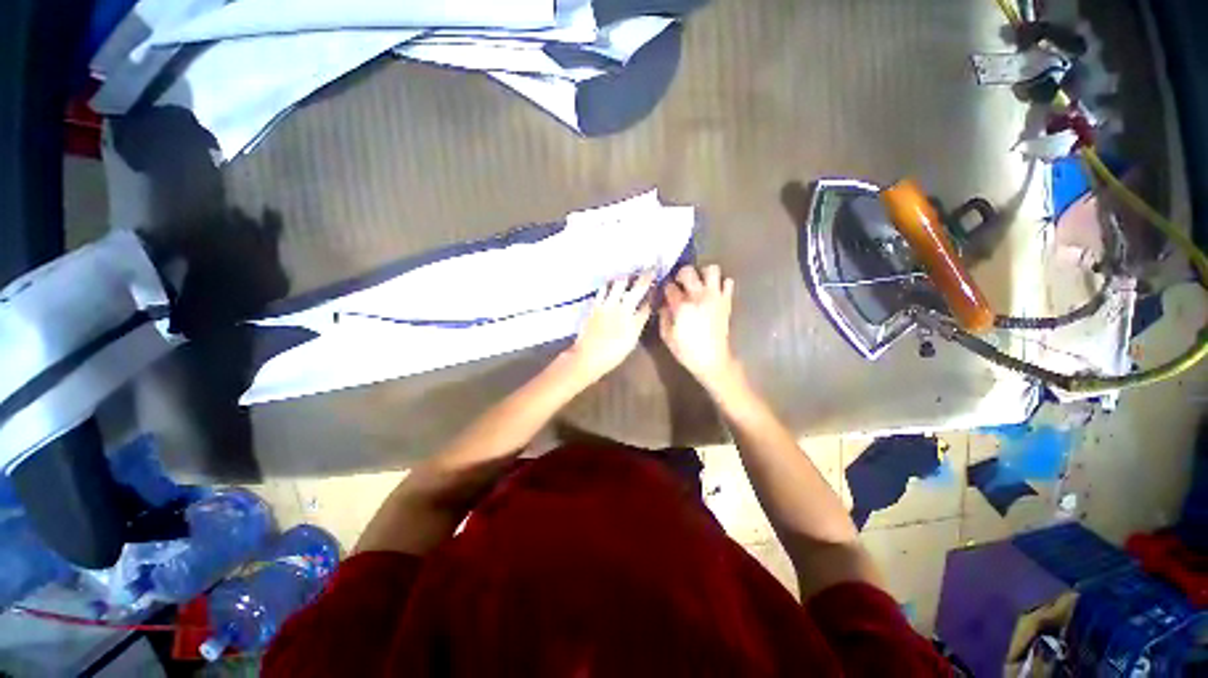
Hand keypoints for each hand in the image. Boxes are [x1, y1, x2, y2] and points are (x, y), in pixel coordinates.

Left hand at [565, 272, 654, 381]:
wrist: (588, 357)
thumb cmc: (612, 354)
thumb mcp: (631, 342)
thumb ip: (638, 325)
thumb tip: (643, 311)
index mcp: (635, 323)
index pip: (648, 303)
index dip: (653, 293)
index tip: (656, 286)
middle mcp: (624, 310)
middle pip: (638, 288)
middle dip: (646, 277)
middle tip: (650, 268)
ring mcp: (609, 306)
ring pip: (620, 284)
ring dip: (627, 277)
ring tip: (629, 274)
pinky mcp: (596, 305)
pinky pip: (604, 289)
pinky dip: (610, 283)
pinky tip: (611, 282)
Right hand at [659, 265, 736, 385]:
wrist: (713, 360)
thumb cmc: (687, 350)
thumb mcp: (667, 336)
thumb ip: (663, 316)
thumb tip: (664, 304)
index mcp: (681, 306)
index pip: (669, 287)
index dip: (665, 289)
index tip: (665, 293)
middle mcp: (698, 296)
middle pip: (688, 271)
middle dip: (681, 274)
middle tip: (680, 283)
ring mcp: (715, 297)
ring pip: (711, 270)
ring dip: (703, 274)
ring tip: (699, 284)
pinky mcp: (726, 301)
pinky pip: (728, 282)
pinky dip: (721, 283)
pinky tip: (713, 292)